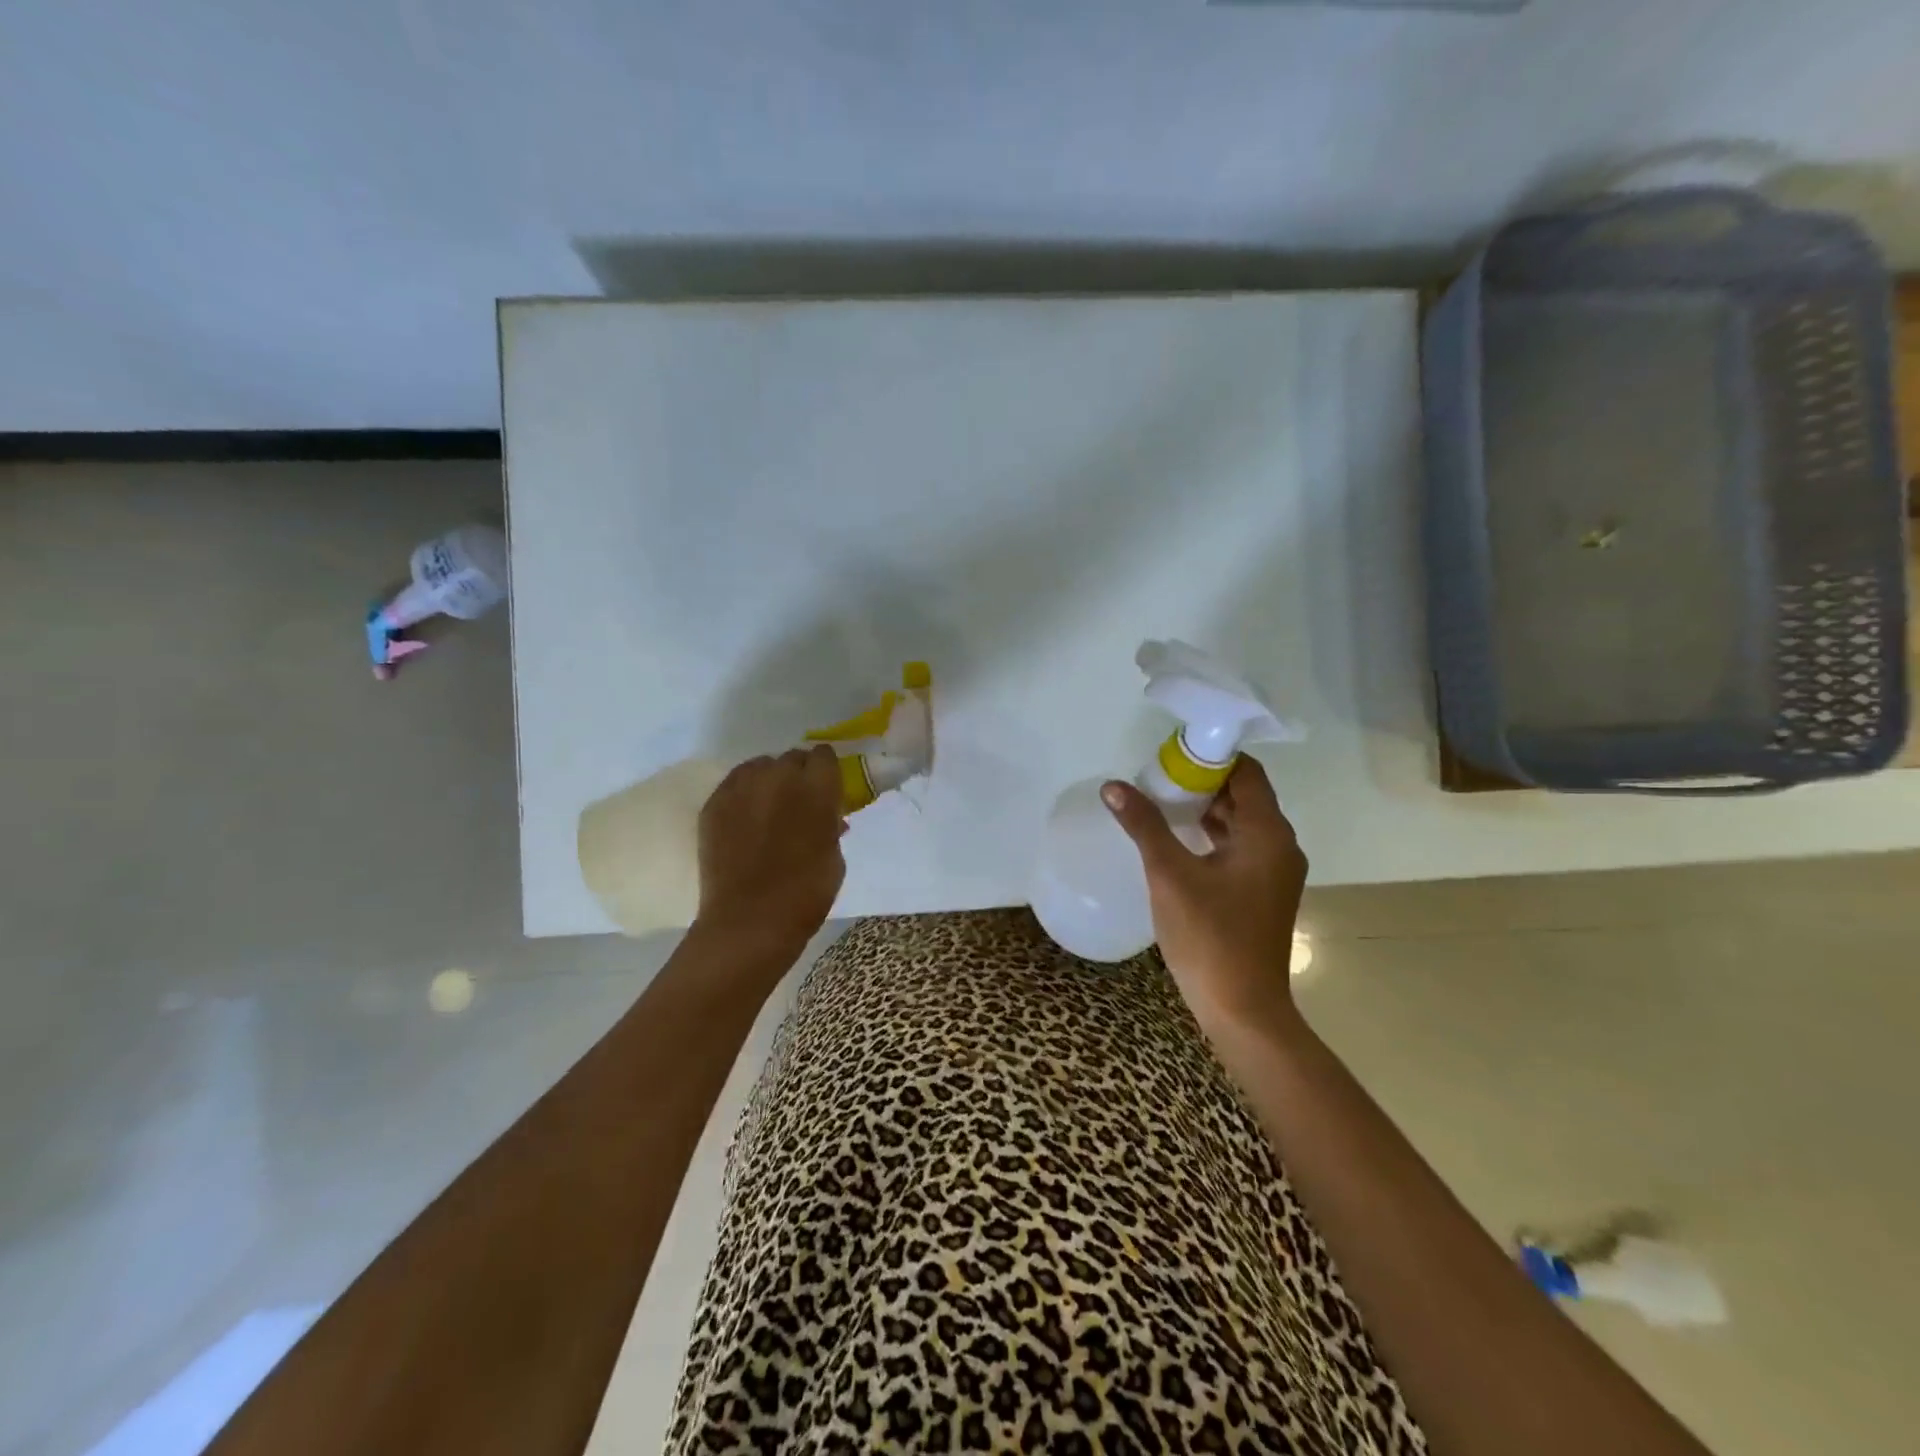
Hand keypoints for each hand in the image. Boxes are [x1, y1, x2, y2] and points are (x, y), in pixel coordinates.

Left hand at [693, 745, 846, 965]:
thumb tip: (827, 816)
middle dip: (798, 774)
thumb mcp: (835, 857)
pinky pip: (734, 783)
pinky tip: (745, 816)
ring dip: (768, 779)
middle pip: (792, 757)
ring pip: (760, 765)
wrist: (750, 920)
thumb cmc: (805, 894)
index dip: (825, 771)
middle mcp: (780, 776)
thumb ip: (830, 826)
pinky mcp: (715, 802)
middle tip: (798, 802)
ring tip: (768, 806)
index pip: (824, 755)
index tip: (825, 788)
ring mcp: (743, 787)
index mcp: (817, 788)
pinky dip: (743, 793)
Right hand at [1102, 756, 1306, 1033]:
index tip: (1172, 754)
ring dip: (1204, 809)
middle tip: (1158, 777)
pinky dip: (1211, 835)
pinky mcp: (1263, 892)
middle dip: (1202, 781)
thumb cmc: (1210, 936)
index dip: (1211, 756)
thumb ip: (1144, 825)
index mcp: (1268, 833)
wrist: (1242, 1009)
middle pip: (1244, 795)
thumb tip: (1114, 786)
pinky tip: (1177, 840)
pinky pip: (1239, 847)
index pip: (1246, 772)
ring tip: (1160, 802)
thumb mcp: (1169, 875)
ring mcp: (1274, 872)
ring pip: (1240, 823)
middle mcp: (1280, 846)